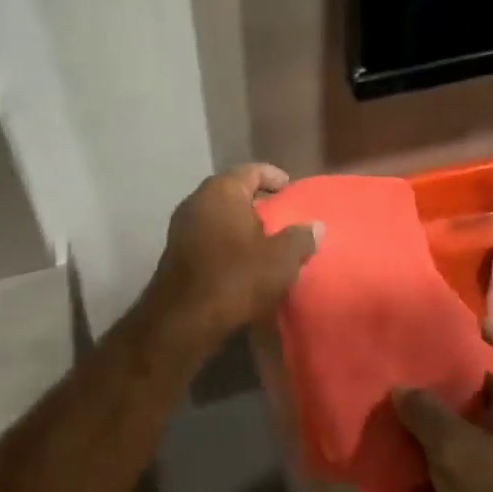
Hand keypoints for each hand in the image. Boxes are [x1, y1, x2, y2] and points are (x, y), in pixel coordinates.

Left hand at [137, 163, 319, 349]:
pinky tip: (242, 259)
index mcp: (221, 191)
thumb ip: (301, 238)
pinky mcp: (176, 251)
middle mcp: (197, 200)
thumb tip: (316, 226)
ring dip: (240, 223)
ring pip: (218, 214)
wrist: (183, 320)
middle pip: (233, 191)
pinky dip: (226, 240)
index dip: (273, 176)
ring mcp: (182, 226)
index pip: (251, 170)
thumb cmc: (235, 278)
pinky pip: (208, 235)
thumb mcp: (280, 260)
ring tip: (266, 239)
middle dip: (257, 201)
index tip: (290, 188)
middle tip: (281, 215)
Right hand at [392, 324, 492, 491]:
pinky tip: (407, 452)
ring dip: (441, 419)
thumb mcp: (457, 448)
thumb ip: (426, 413)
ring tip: (401, 406)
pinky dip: (439, 454)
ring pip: (475, 427)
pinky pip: (465, 461)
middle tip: (417, 369)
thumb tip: (402, 390)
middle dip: (458, 379)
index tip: (474, 330)